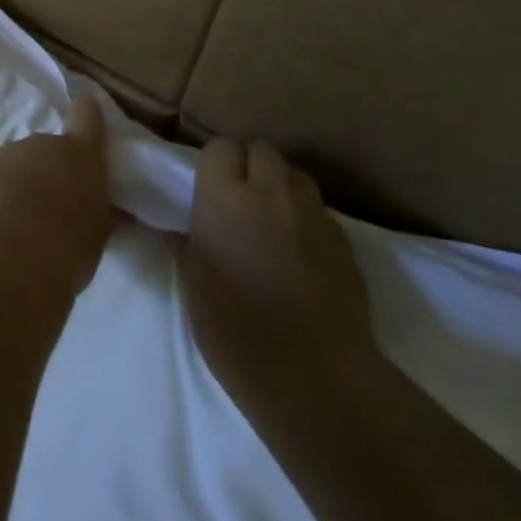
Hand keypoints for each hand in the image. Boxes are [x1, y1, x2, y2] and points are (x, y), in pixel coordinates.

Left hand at [0, 96, 114, 291]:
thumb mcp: (96, 233)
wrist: (8, 253)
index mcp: (78, 154)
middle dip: (43, 173)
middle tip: (45, 211)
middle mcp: (38, 144)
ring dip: (11, 189)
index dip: (86, 113)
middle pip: (42, 151)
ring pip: (7, 169)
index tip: (85, 108)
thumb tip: (103, 211)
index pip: (87, 118)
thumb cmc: (67, 243)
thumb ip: (97, 214)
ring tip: (13, 229)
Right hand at [181, 139, 377, 410]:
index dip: (214, 164)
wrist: (312, 372)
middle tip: (238, 199)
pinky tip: (298, 250)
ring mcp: (312, 213)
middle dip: (249, 165)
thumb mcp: (193, 285)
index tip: (207, 188)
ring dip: (280, 185)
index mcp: (224, 198)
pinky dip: (304, 217)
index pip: (220, 148)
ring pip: (295, 175)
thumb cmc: (234, 328)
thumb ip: (186, 244)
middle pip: (262, 150)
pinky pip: (318, 209)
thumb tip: (176, 228)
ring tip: (270, 218)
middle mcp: (270, 192)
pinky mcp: (343, 238)